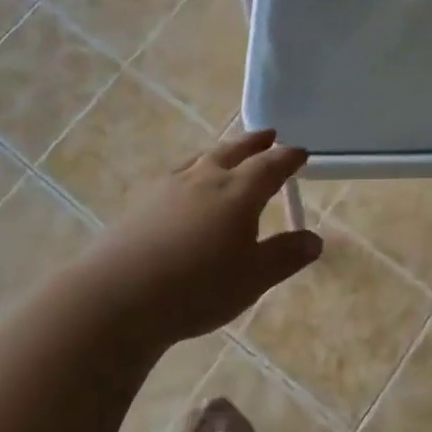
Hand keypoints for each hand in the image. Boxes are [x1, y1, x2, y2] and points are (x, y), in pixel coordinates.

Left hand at [96, 130, 321, 346]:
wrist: (116, 298)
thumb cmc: (196, 288)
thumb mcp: (252, 278)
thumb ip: (284, 256)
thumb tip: (314, 240)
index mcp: (239, 192)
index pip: (271, 165)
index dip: (288, 158)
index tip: (300, 153)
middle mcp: (206, 179)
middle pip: (235, 150)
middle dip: (255, 142)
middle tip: (269, 134)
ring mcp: (170, 187)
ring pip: (203, 158)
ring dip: (222, 151)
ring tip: (228, 153)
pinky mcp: (142, 203)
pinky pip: (177, 174)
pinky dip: (193, 169)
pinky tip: (186, 184)